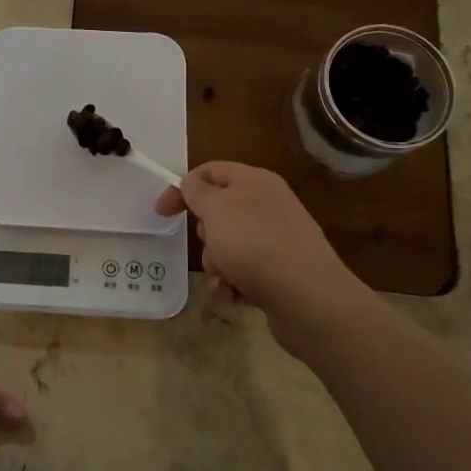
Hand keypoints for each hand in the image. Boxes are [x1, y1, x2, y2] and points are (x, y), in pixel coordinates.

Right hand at [155, 161, 362, 356]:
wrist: (309, 298)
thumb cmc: (255, 244)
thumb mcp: (216, 208)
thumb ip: (196, 190)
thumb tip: (191, 183)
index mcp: (255, 181)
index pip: (209, 171)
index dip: (182, 188)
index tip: (162, 213)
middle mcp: (268, 206)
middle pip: (217, 212)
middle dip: (204, 234)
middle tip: (211, 246)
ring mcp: (276, 240)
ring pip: (227, 246)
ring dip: (216, 264)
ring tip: (226, 278)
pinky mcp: (279, 272)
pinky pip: (242, 272)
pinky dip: (232, 284)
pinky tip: (234, 295)